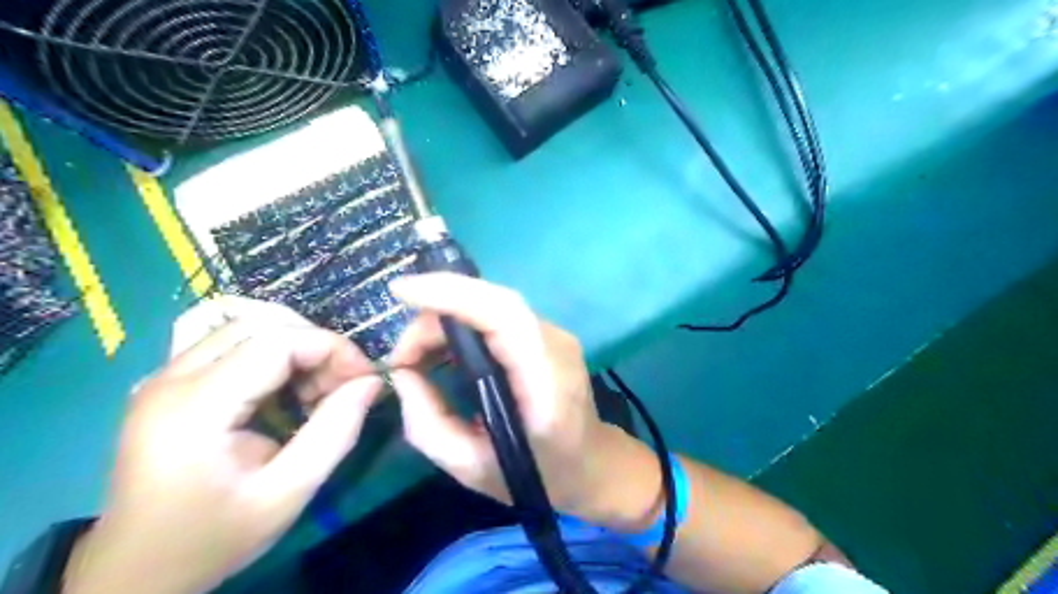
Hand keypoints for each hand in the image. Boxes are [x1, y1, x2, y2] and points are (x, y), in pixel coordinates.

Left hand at [63, 299, 385, 593]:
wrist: (135, 572)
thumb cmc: (213, 537)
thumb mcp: (287, 493)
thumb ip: (335, 432)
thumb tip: (372, 382)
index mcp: (194, 407)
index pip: (276, 341)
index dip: (332, 347)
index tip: (365, 377)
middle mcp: (171, 378)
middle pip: (260, 324)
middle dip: (315, 345)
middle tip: (344, 383)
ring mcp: (164, 377)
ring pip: (246, 327)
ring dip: (295, 347)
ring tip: (318, 389)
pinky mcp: (169, 384)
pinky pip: (231, 345)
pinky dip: (273, 356)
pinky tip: (287, 391)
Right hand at [386, 273, 659, 527]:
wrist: (591, 464)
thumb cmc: (538, 474)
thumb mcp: (472, 468)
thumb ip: (428, 424)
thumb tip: (402, 374)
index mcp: (546, 380)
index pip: (503, 314)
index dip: (452, 293)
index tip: (401, 291)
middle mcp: (555, 344)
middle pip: (492, 302)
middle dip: (436, 313)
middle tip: (402, 355)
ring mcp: (554, 335)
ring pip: (492, 305)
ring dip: (446, 319)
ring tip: (416, 356)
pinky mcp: (545, 335)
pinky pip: (497, 316)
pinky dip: (462, 323)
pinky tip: (442, 351)